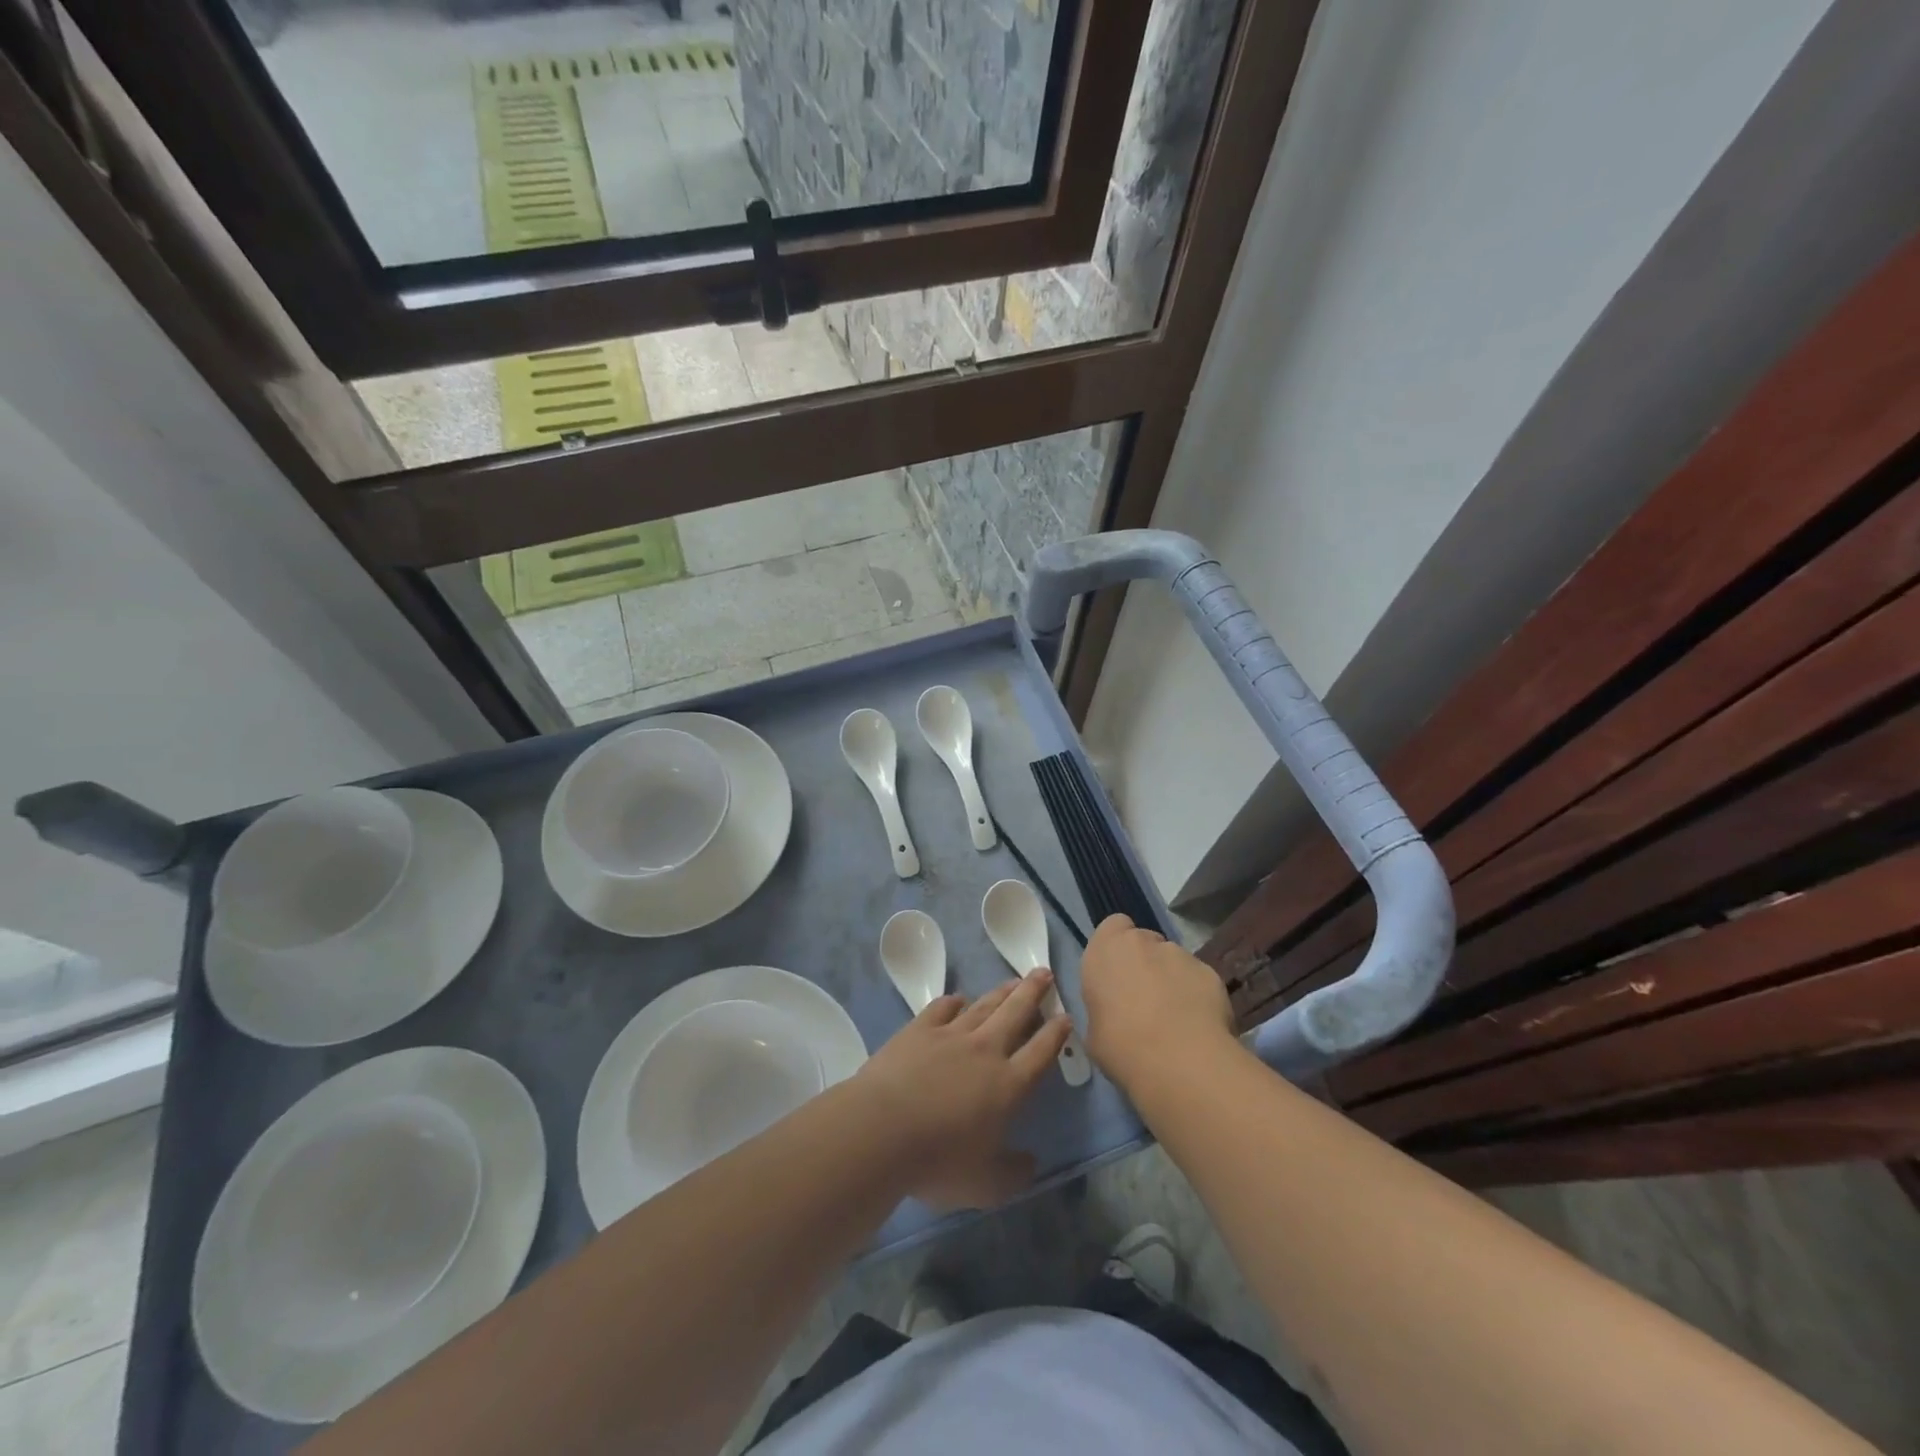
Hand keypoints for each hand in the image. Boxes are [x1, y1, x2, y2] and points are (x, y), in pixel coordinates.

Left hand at [855, 974, 1070, 1210]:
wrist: (882, 1130)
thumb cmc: (938, 1162)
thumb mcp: (986, 1185)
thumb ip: (1014, 1173)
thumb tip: (1031, 1162)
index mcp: (1009, 1084)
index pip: (1041, 1051)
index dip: (1056, 1033)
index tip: (1066, 1015)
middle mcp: (985, 1051)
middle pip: (1016, 1013)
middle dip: (1033, 992)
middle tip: (1044, 972)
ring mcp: (950, 1035)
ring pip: (983, 1005)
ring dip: (1001, 991)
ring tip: (1014, 980)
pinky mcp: (919, 1029)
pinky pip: (942, 1007)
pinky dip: (954, 1001)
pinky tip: (958, 999)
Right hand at [1080, 915, 1234, 1094]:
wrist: (1179, 1061)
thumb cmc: (1121, 1046)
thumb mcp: (1094, 1032)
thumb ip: (1104, 1008)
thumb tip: (1115, 1014)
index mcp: (1105, 950)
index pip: (1113, 926)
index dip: (1118, 947)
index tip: (1119, 975)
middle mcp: (1142, 942)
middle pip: (1145, 942)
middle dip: (1146, 963)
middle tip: (1146, 999)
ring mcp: (1179, 954)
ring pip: (1173, 960)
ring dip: (1172, 979)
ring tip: (1176, 1018)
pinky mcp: (1210, 971)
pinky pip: (1198, 979)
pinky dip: (1197, 995)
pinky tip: (1198, 1025)